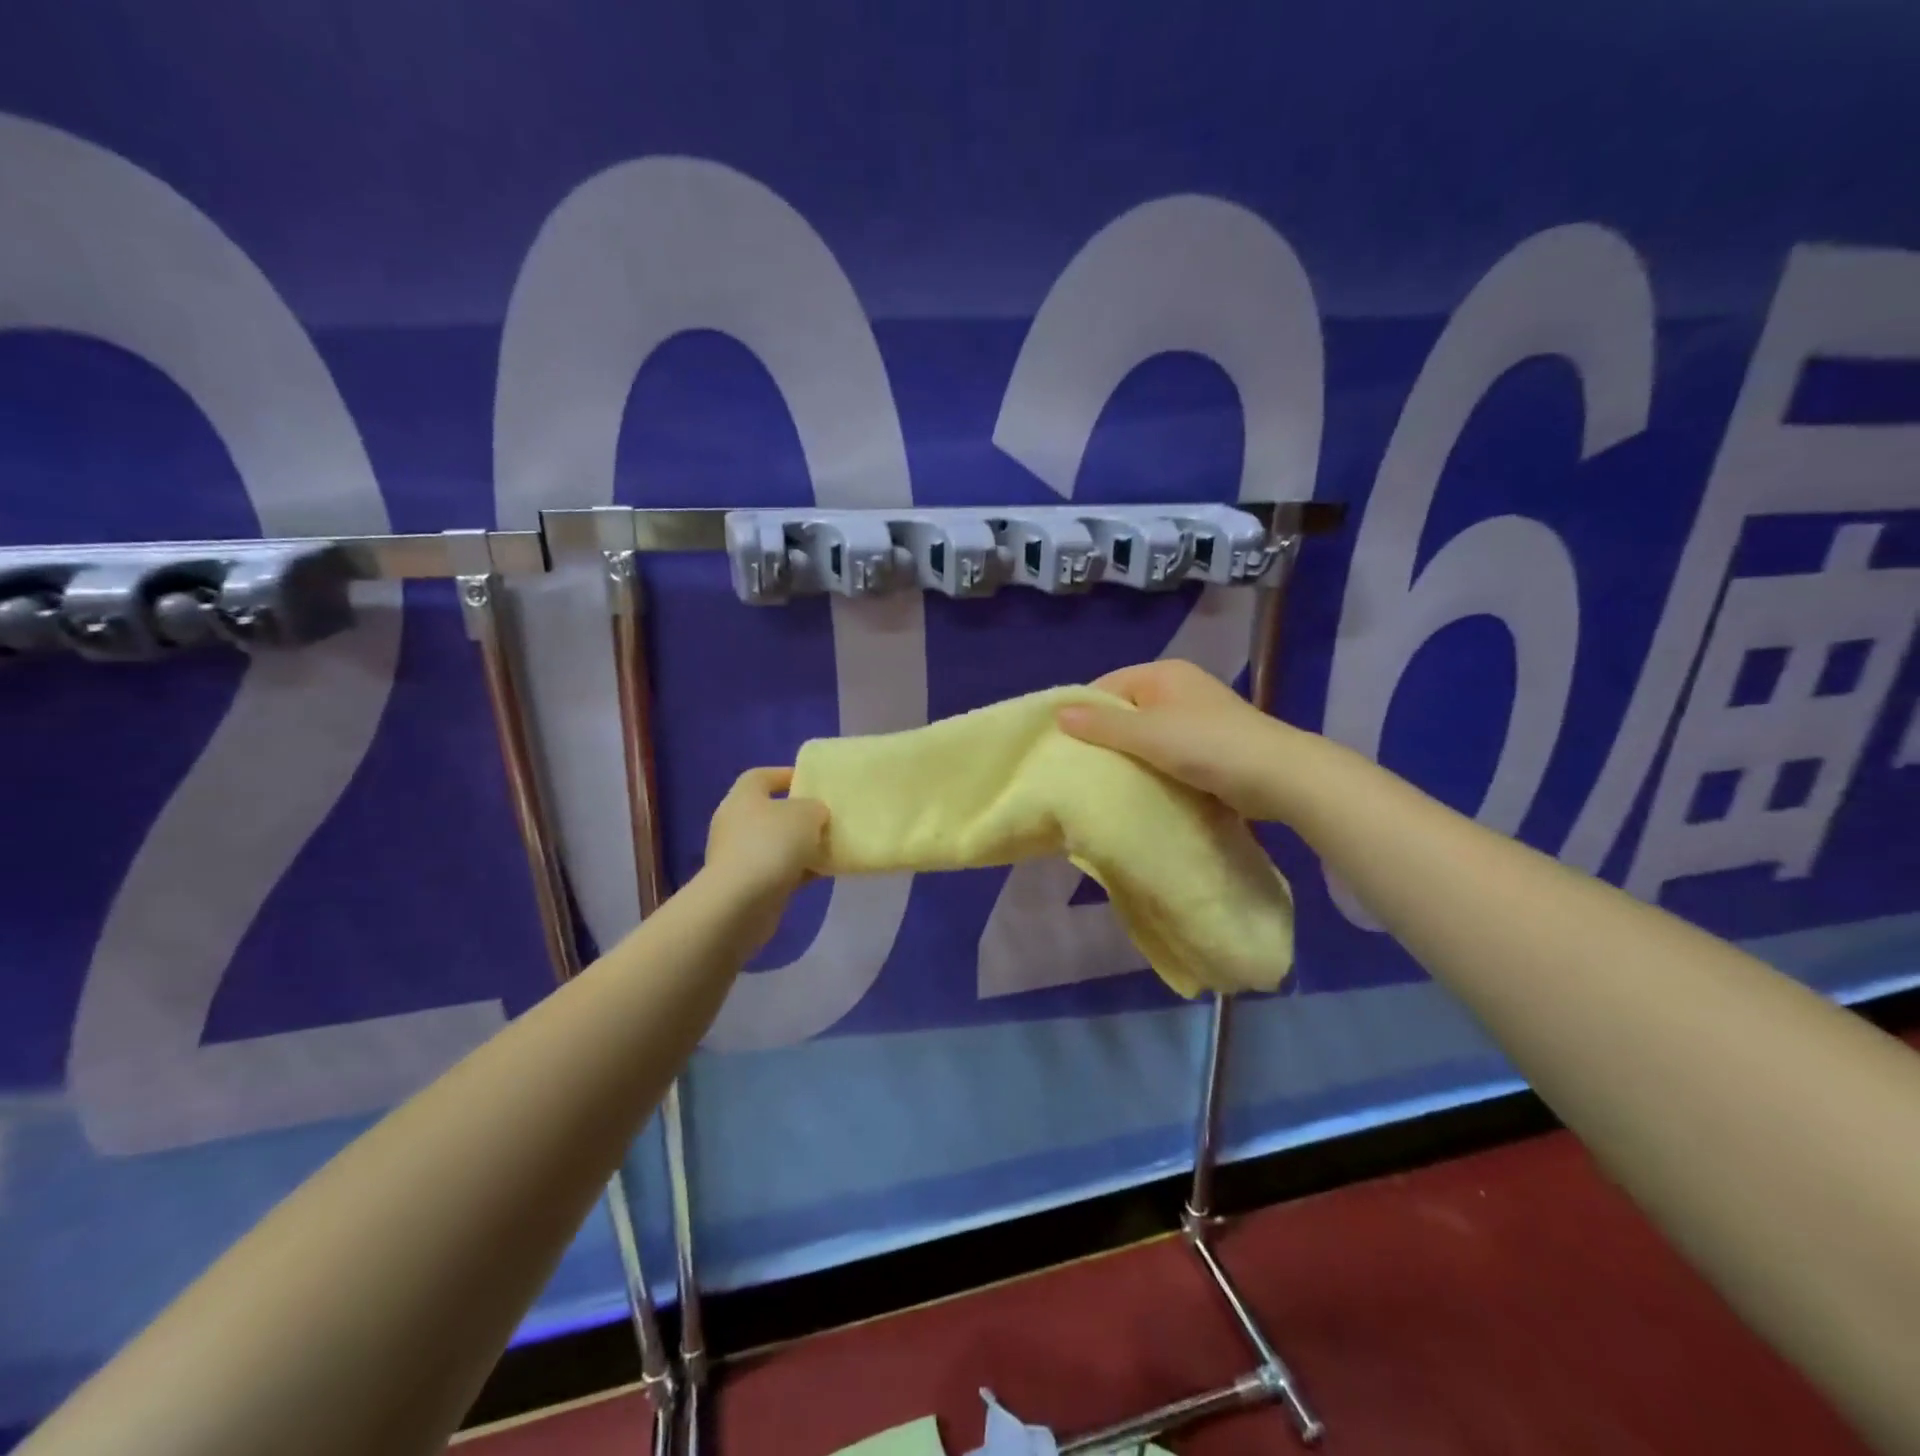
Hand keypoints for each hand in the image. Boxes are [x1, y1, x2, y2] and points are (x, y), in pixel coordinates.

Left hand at [703, 767, 828, 949]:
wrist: (742, 902)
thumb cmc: (772, 844)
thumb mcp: (806, 814)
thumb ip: (815, 807)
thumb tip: (815, 813)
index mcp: (743, 797)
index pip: (762, 776)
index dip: (786, 775)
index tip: (813, 782)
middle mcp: (736, 823)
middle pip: (770, 811)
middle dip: (798, 815)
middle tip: (827, 817)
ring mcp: (739, 856)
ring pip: (777, 843)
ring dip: (801, 845)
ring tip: (831, 846)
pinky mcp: (747, 885)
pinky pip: (779, 870)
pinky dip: (799, 870)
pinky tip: (824, 872)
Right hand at [1055, 659, 1306, 822]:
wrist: (1278, 776)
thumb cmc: (1207, 745)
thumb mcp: (1147, 733)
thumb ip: (1102, 724)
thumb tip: (1059, 714)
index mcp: (1164, 673)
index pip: (1108, 685)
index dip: (1085, 711)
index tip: (1064, 744)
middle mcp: (1180, 688)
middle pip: (1127, 708)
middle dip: (1106, 735)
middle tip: (1081, 765)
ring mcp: (1198, 717)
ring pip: (1147, 733)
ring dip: (1130, 754)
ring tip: (1106, 779)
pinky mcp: (1211, 745)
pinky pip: (1168, 752)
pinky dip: (1154, 766)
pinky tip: (1140, 786)